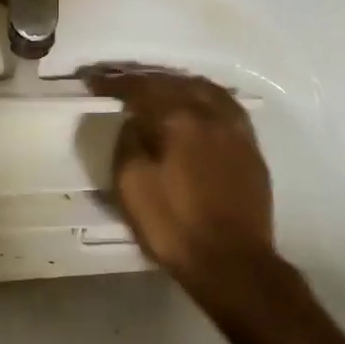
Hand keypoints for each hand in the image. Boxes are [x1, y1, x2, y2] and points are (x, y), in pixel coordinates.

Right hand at [82, 65, 275, 288]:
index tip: (94, 81)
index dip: (114, 83)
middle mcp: (210, 114)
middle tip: (122, 82)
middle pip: (174, 82)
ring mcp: (236, 130)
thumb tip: (135, 120)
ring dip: (177, 84)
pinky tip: (197, 106)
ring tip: (158, 88)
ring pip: (204, 89)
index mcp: (178, 120)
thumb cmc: (174, 226)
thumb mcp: (131, 185)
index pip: (141, 88)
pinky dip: (204, 98)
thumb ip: (129, 142)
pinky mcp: (251, 148)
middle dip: (145, 79)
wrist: (232, 264)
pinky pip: (225, 106)